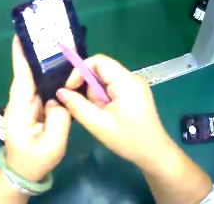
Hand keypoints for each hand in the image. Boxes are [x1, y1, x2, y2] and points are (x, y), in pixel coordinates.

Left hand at [4, 36, 70, 181]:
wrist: (24, 171)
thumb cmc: (34, 160)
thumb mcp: (52, 143)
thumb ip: (59, 118)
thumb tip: (59, 98)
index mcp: (20, 108)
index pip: (21, 76)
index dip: (20, 55)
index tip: (20, 35)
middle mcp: (20, 102)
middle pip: (28, 74)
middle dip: (36, 54)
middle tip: (49, 36)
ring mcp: (27, 106)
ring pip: (35, 81)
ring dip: (44, 65)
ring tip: (57, 49)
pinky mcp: (34, 110)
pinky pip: (42, 90)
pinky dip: (49, 79)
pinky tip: (61, 72)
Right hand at [56, 54, 170, 166]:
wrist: (153, 152)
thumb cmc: (129, 140)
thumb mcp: (99, 125)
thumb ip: (77, 106)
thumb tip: (61, 92)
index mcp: (126, 81)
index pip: (98, 61)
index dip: (80, 71)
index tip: (70, 89)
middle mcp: (132, 78)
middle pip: (102, 72)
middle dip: (91, 90)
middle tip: (91, 111)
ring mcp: (135, 86)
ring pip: (107, 83)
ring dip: (98, 98)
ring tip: (102, 118)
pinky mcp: (135, 95)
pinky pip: (114, 90)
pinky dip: (105, 101)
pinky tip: (109, 117)